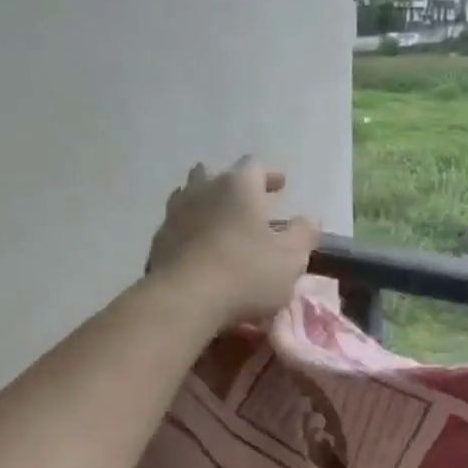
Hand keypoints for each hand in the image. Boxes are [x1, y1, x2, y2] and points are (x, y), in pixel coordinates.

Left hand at [146, 158, 319, 324]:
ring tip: (218, 219)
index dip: (269, 175)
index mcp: (238, 187)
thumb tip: (310, 219)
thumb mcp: (290, 257)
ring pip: (189, 196)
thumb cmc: (246, 273)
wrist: (185, 300)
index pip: (255, 167)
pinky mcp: (158, 242)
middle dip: (231, 185)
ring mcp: (175, 214)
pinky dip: (189, 231)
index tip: (281, 184)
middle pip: (214, 175)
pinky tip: (197, 248)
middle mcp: (203, 190)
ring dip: (205, 204)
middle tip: (245, 200)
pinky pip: (177, 226)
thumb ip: (303, 234)